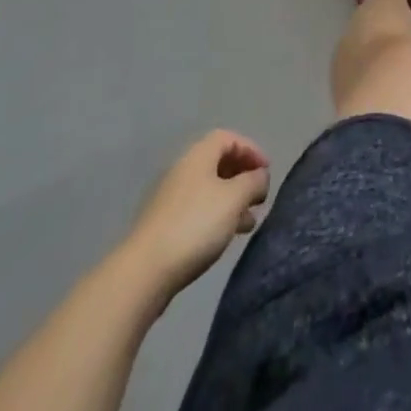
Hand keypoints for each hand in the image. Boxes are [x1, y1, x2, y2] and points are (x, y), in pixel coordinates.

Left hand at [126, 130, 270, 296]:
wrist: (144, 272)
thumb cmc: (195, 225)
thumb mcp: (234, 198)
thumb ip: (253, 182)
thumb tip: (260, 176)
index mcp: (199, 155)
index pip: (229, 138)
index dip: (251, 150)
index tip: (266, 171)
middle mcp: (183, 170)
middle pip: (218, 162)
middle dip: (243, 177)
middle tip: (259, 196)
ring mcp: (170, 199)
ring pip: (209, 190)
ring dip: (232, 200)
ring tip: (249, 222)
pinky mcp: (164, 226)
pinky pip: (198, 211)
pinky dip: (216, 216)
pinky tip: (225, 236)